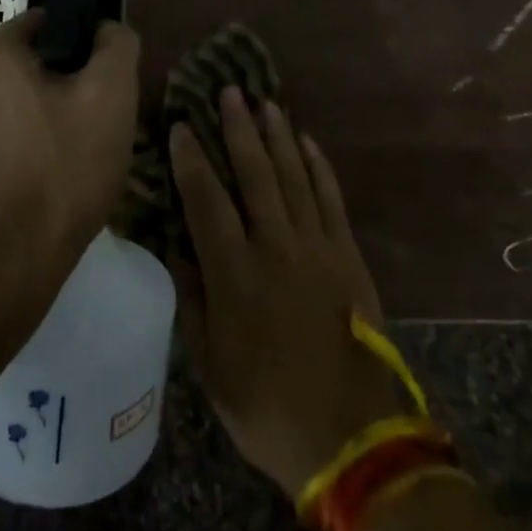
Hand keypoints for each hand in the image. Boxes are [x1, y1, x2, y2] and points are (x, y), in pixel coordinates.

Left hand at [0, 10, 139, 298]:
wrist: (3, 266)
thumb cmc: (62, 172)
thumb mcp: (112, 99)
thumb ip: (116, 46)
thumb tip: (105, 28)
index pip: (43, 27)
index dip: (77, 53)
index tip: (94, 90)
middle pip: (18, 68)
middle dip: (49, 89)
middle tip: (79, 131)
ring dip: (22, 120)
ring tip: (51, 163)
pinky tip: (20, 185)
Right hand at [170, 90, 401, 497]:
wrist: (354, 439)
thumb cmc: (268, 406)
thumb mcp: (211, 366)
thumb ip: (192, 302)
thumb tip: (177, 250)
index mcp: (235, 275)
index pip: (205, 201)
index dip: (191, 160)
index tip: (180, 126)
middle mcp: (275, 248)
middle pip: (253, 174)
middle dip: (238, 128)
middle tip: (228, 90)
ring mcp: (317, 247)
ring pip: (293, 176)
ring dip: (277, 136)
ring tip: (265, 102)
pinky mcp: (347, 255)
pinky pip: (331, 198)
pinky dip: (318, 166)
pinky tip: (307, 141)